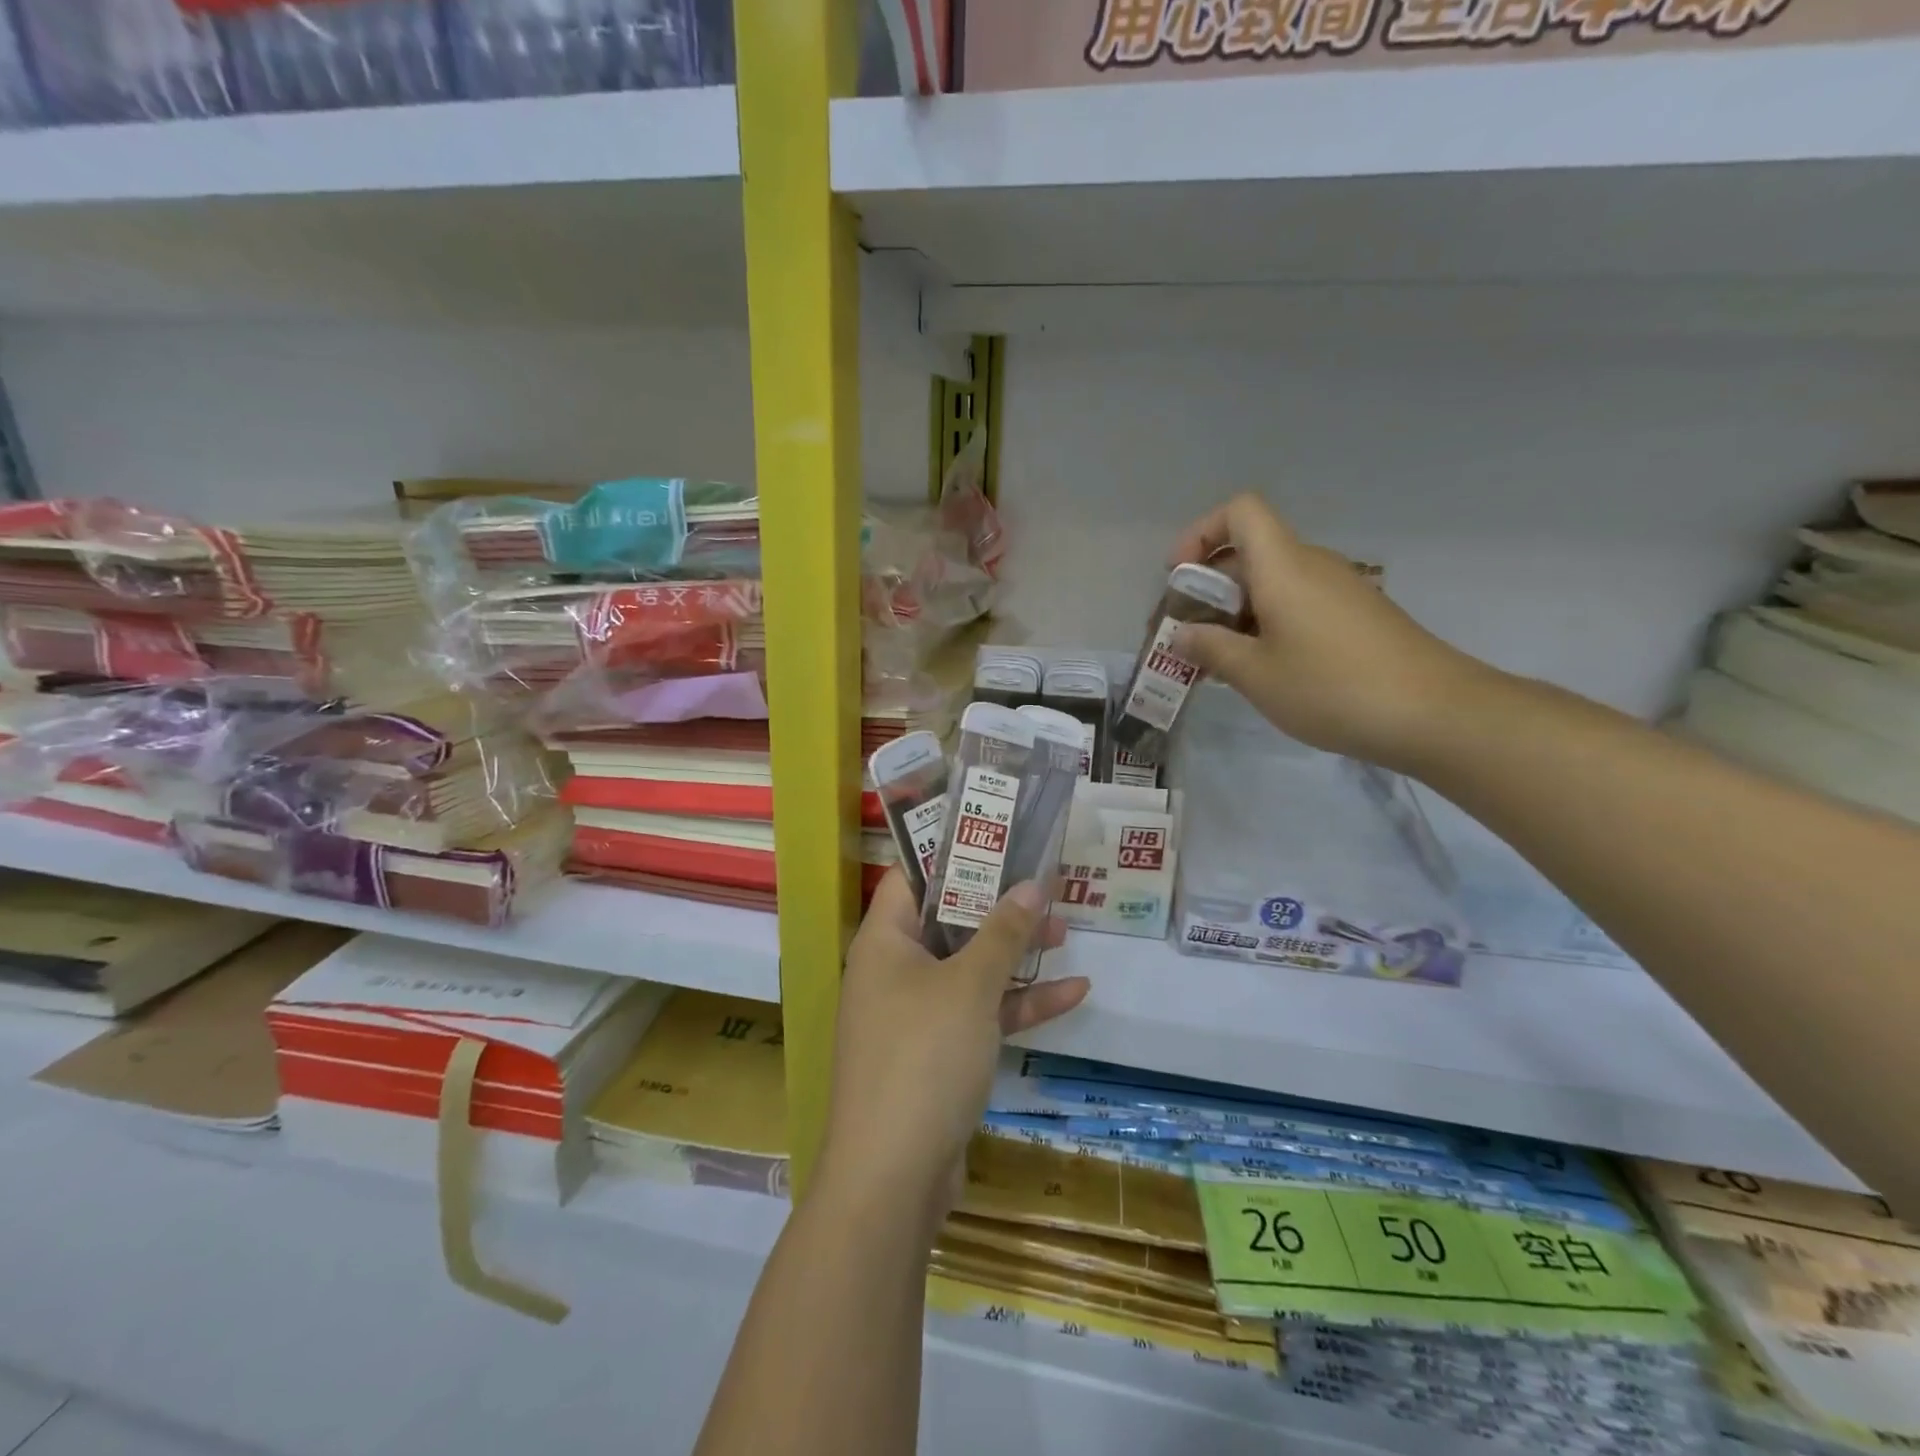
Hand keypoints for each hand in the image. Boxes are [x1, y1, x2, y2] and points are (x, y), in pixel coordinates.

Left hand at [815, 870, 1088, 1228]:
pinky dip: (1018, 1005)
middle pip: (948, 922)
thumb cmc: (924, 1057)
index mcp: (884, 942)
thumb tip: (1032, 884)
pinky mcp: (938, 1055)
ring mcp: (916, 1016)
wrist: (892, 1179)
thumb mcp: (970, 986)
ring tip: (1066, 931)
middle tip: (1042, 882)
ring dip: (1015, 954)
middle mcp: (894, 972)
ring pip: (970, 969)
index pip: (913, 878)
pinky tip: (1073, 993)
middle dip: (997, 906)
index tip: (997, 836)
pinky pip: (980, 1015)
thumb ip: (1003, 933)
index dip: (951, 853)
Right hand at [1170, 494, 1485, 771]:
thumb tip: (1182, 635)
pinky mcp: (1355, 616)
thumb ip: (1211, 649)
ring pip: (1272, 582)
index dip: (1200, 533)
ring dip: (1235, 613)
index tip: (1179, 577)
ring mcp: (1338, 590)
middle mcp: (1311, 566)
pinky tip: (1262, 669)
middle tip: (1185, 636)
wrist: (1435, 713)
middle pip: (1249, 552)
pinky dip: (1267, 625)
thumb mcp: (1255, 675)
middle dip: (1207, 587)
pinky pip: (1297, 604)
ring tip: (1217, 661)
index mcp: (1283, 566)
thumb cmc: (1332, 687)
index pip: (1239, 512)